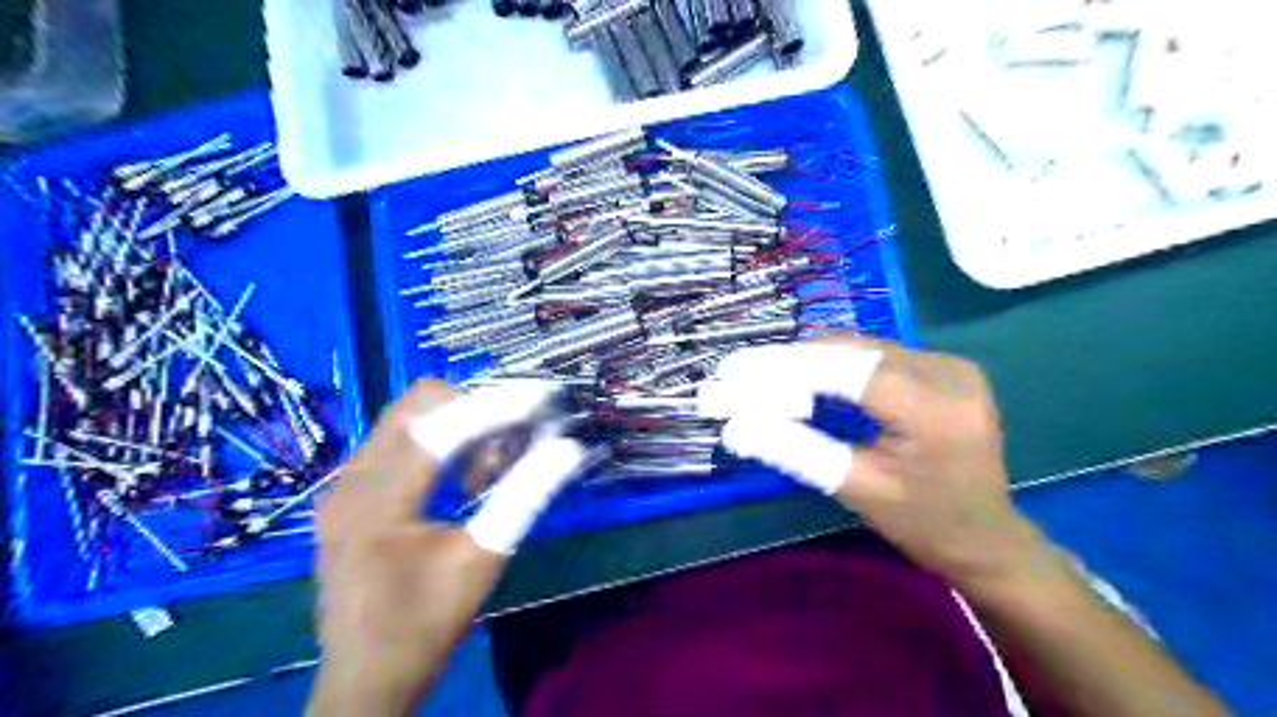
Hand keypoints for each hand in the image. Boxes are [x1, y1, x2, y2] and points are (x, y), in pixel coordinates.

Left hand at [308, 378, 587, 712]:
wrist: (365, 676)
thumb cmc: (426, 624)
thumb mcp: (482, 560)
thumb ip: (524, 497)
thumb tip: (567, 450)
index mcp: (377, 503)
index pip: (441, 430)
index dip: (496, 407)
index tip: (541, 398)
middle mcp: (350, 480)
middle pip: (417, 404)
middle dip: (473, 410)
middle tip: (510, 444)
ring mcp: (342, 484)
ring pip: (407, 417)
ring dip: (456, 426)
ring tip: (486, 472)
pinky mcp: (347, 492)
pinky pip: (398, 440)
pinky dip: (437, 443)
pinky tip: (459, 481)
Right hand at [709, 338, 1047, 591]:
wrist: (987, 538)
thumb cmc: (924, 525)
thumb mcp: (856, 490)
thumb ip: (796, 451)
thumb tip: (734, 428)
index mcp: (934, 408)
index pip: (844, 370)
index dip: (781, 366)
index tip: (730, 370)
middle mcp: (946, 370)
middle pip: (848, 351)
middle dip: (785, 364)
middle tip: (734, 378)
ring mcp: (947, 364)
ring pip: (857, 348)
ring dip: (805, 362)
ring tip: (757, 380)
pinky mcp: (940, 367)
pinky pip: (872, 356)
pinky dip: (830, 366)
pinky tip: (800, 380)